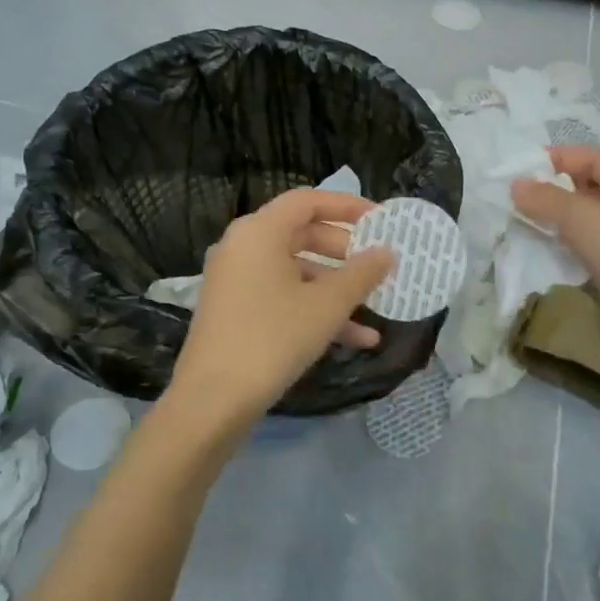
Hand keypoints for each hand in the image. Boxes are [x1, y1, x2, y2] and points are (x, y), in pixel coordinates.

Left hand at [171, 188, 394, 424]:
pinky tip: (356, 339)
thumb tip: (386, 252)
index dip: (347, 206)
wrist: (213, 399)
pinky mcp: (236, 311)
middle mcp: (243, 247)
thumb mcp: (327, 305)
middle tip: (377, 264)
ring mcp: (236, 281)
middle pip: (302, 234)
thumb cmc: (273, 337)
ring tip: (375, 306)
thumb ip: (361, 274)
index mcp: (259, 232)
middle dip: (345, 252)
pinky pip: (282, 297)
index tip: (380, 220)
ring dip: (336, 288)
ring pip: (295, 271)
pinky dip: (314, 310)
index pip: (307, 201)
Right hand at [512, 148, 599, 368]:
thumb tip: (516, 185)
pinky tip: (539, 252)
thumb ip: (547, 199)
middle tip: (520, 195)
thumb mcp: (584, 219)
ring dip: (556, 221)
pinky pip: (585, 252)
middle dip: (556, 190)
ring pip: (587, 224)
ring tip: (522, 221)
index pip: (599, 161)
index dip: (564, 157)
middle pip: (593, 191)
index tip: (526, 165)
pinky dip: (562, 248)